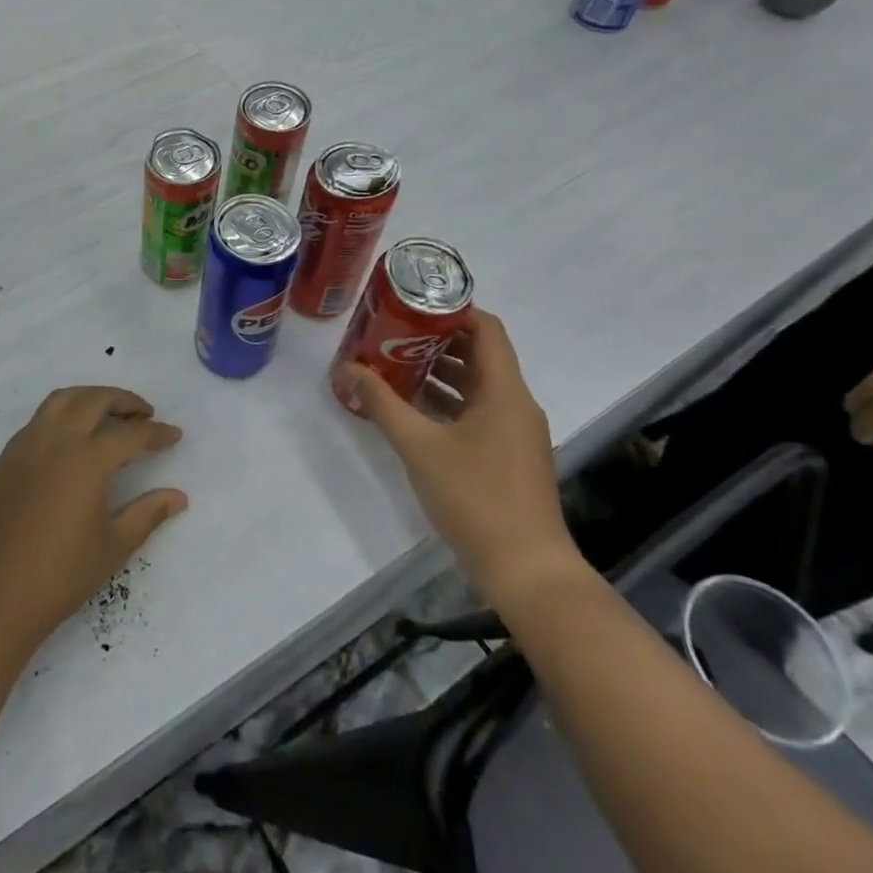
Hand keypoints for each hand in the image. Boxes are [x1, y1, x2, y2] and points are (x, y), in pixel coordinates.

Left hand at [0, 387, 187, 649]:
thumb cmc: (61, 575)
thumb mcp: (114, 546)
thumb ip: (148, 513)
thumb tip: (178, 496)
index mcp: (87, 459)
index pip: (131, 434)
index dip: (156, 433)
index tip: (174, 434)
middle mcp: (55, 439)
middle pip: (94, 400)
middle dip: (124, 401)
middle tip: (144, 414)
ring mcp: (25, 445)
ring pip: (61, 400)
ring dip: (89, 399)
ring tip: (108, 416)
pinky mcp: (5, 458)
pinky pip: (38, 421)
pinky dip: (61, 416)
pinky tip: (70, 442)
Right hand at [340, 309, 580, 604]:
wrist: (526, 570)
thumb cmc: (475, 497)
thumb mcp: (418, 445)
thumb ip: (381, 403)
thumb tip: (346, 368)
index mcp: (505, 391)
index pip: (486, 329)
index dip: (452, 309)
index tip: (411, 302)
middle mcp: (515, 404)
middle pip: (478, 354)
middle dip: (434, 340)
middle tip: (390, 330)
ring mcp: (513, 432)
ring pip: (474, 385)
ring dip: (436, 372)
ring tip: (391, 362)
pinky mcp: (506, 456)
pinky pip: (474, 412)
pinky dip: (444, 402)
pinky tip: (409, 407)